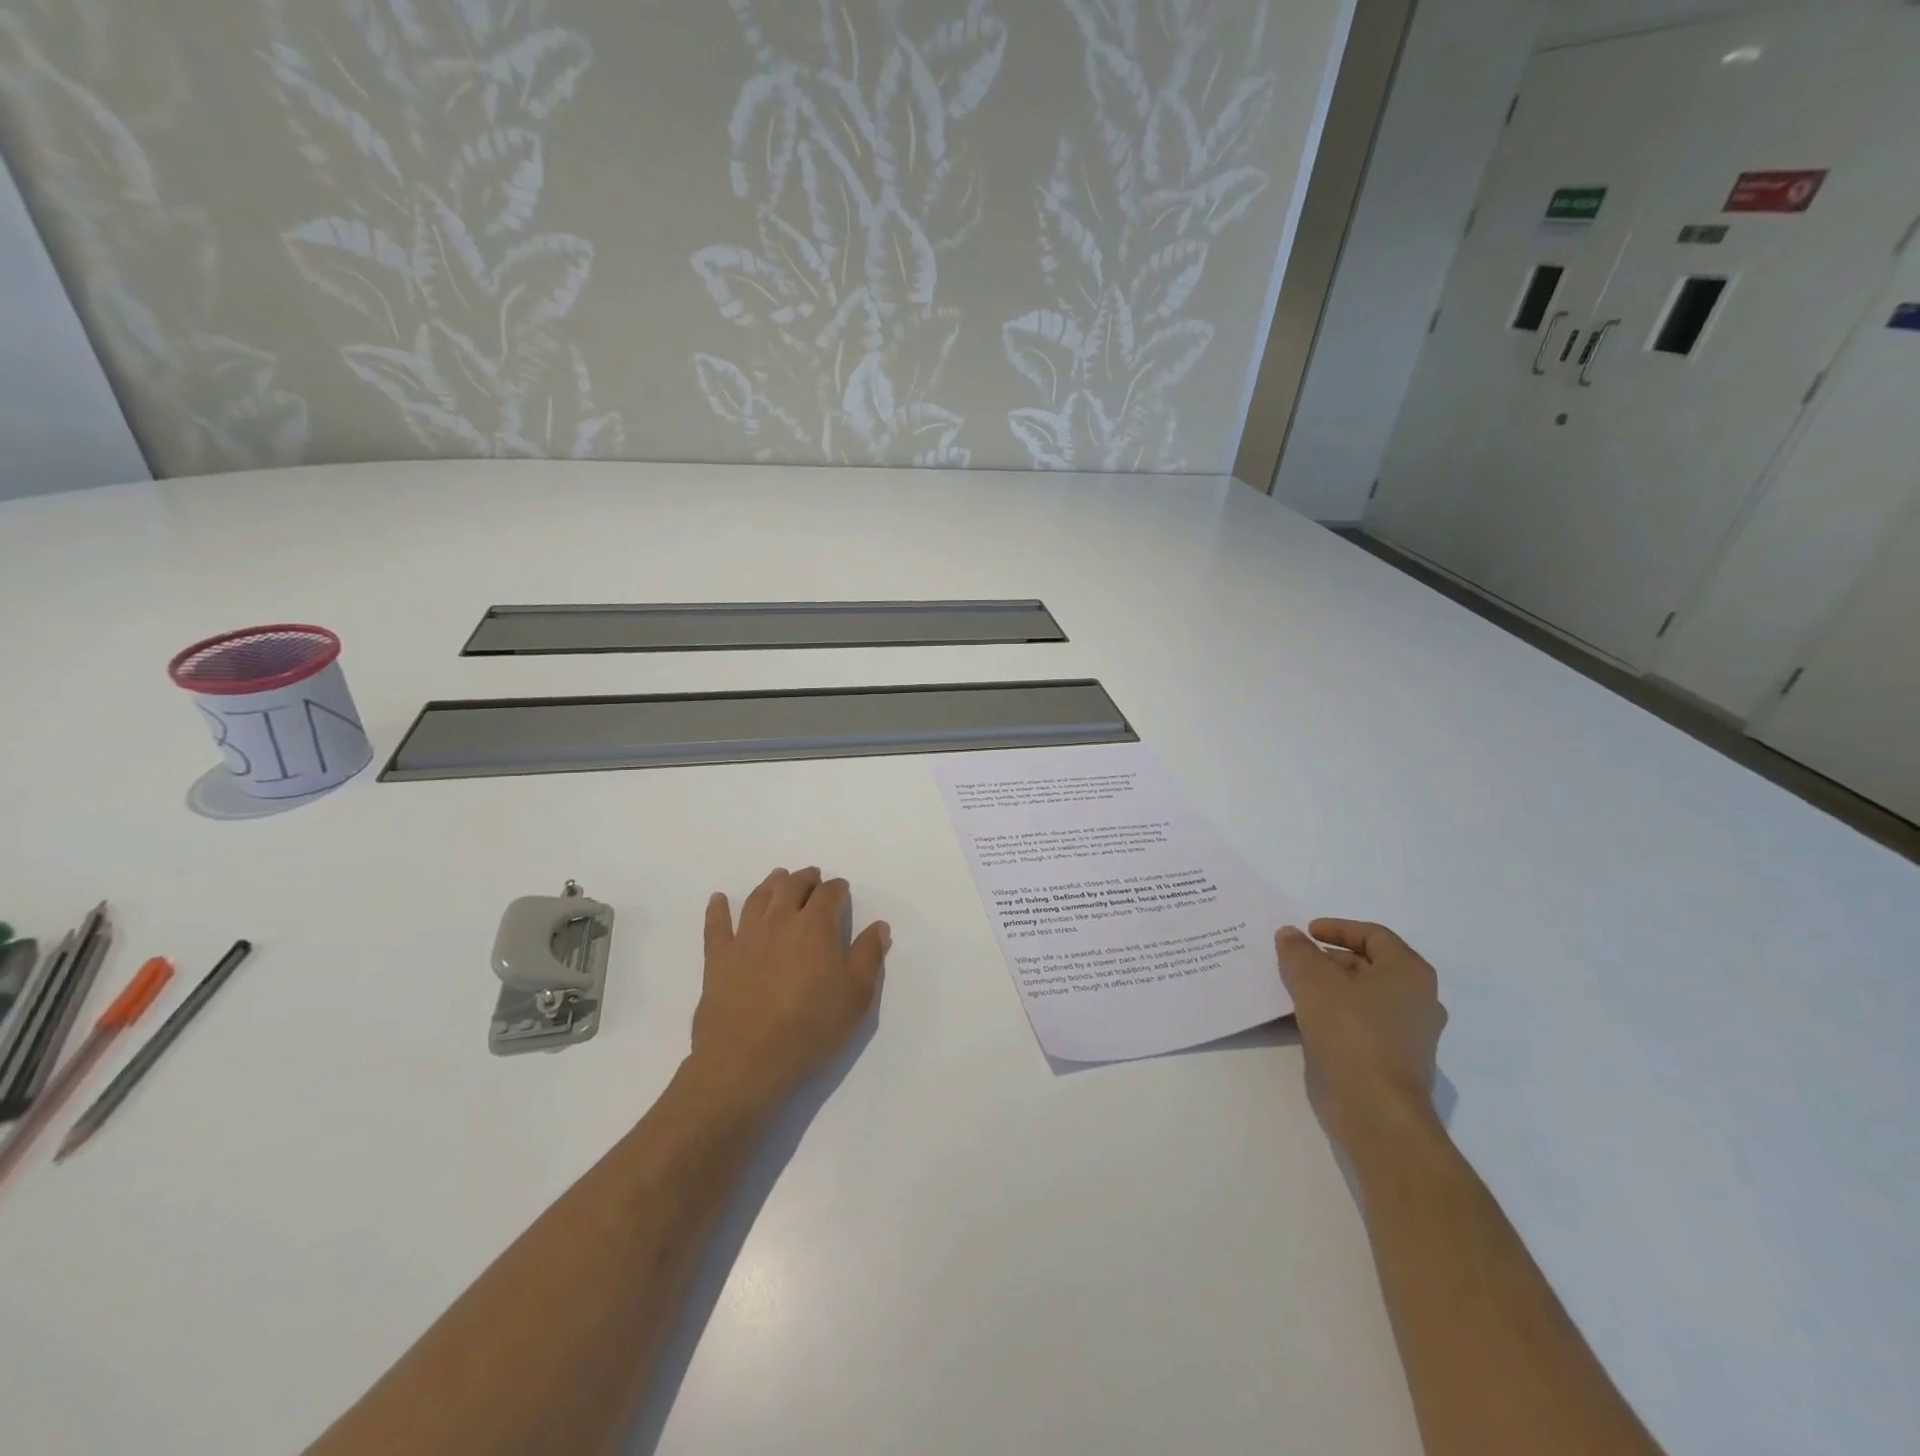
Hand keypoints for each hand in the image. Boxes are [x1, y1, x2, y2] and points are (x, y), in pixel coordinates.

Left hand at [690, 867, 891, 1110]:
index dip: (838, 888)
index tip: (842, 889)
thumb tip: (878, 926)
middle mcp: (780, 921)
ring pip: (758, 898)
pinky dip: (717, 909)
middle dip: (805, 878)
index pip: (829, 894)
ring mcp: (745, 937)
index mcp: (816, 927)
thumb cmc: (811, 1027)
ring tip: (777, 878)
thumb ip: (868, 956)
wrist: (748, 1059)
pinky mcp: (718, 958)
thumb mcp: (857, 995)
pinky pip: (716, 925)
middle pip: (792, 887)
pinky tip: (718, 899)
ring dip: (770, 884)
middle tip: (812, 876)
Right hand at [1275, 920, 1447, 1156]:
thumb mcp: (1313, 980)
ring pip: (1363, 997)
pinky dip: (1335, 1016)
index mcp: (1409, 973)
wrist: (1375, 1110)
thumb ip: (1298, 951)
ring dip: (1329, 989)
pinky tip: (1305, 1021)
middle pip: (1369, 965)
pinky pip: (1361, 1025)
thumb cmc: (1350, 1032)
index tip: (1306, 933)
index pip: (1374, 935)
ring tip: (1293, 990)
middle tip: (1294, 962)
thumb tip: (1290, 935)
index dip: (1338, 928)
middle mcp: (1418, 1000)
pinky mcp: (1394, 1062)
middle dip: (1328, 960)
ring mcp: (1410, 1035)